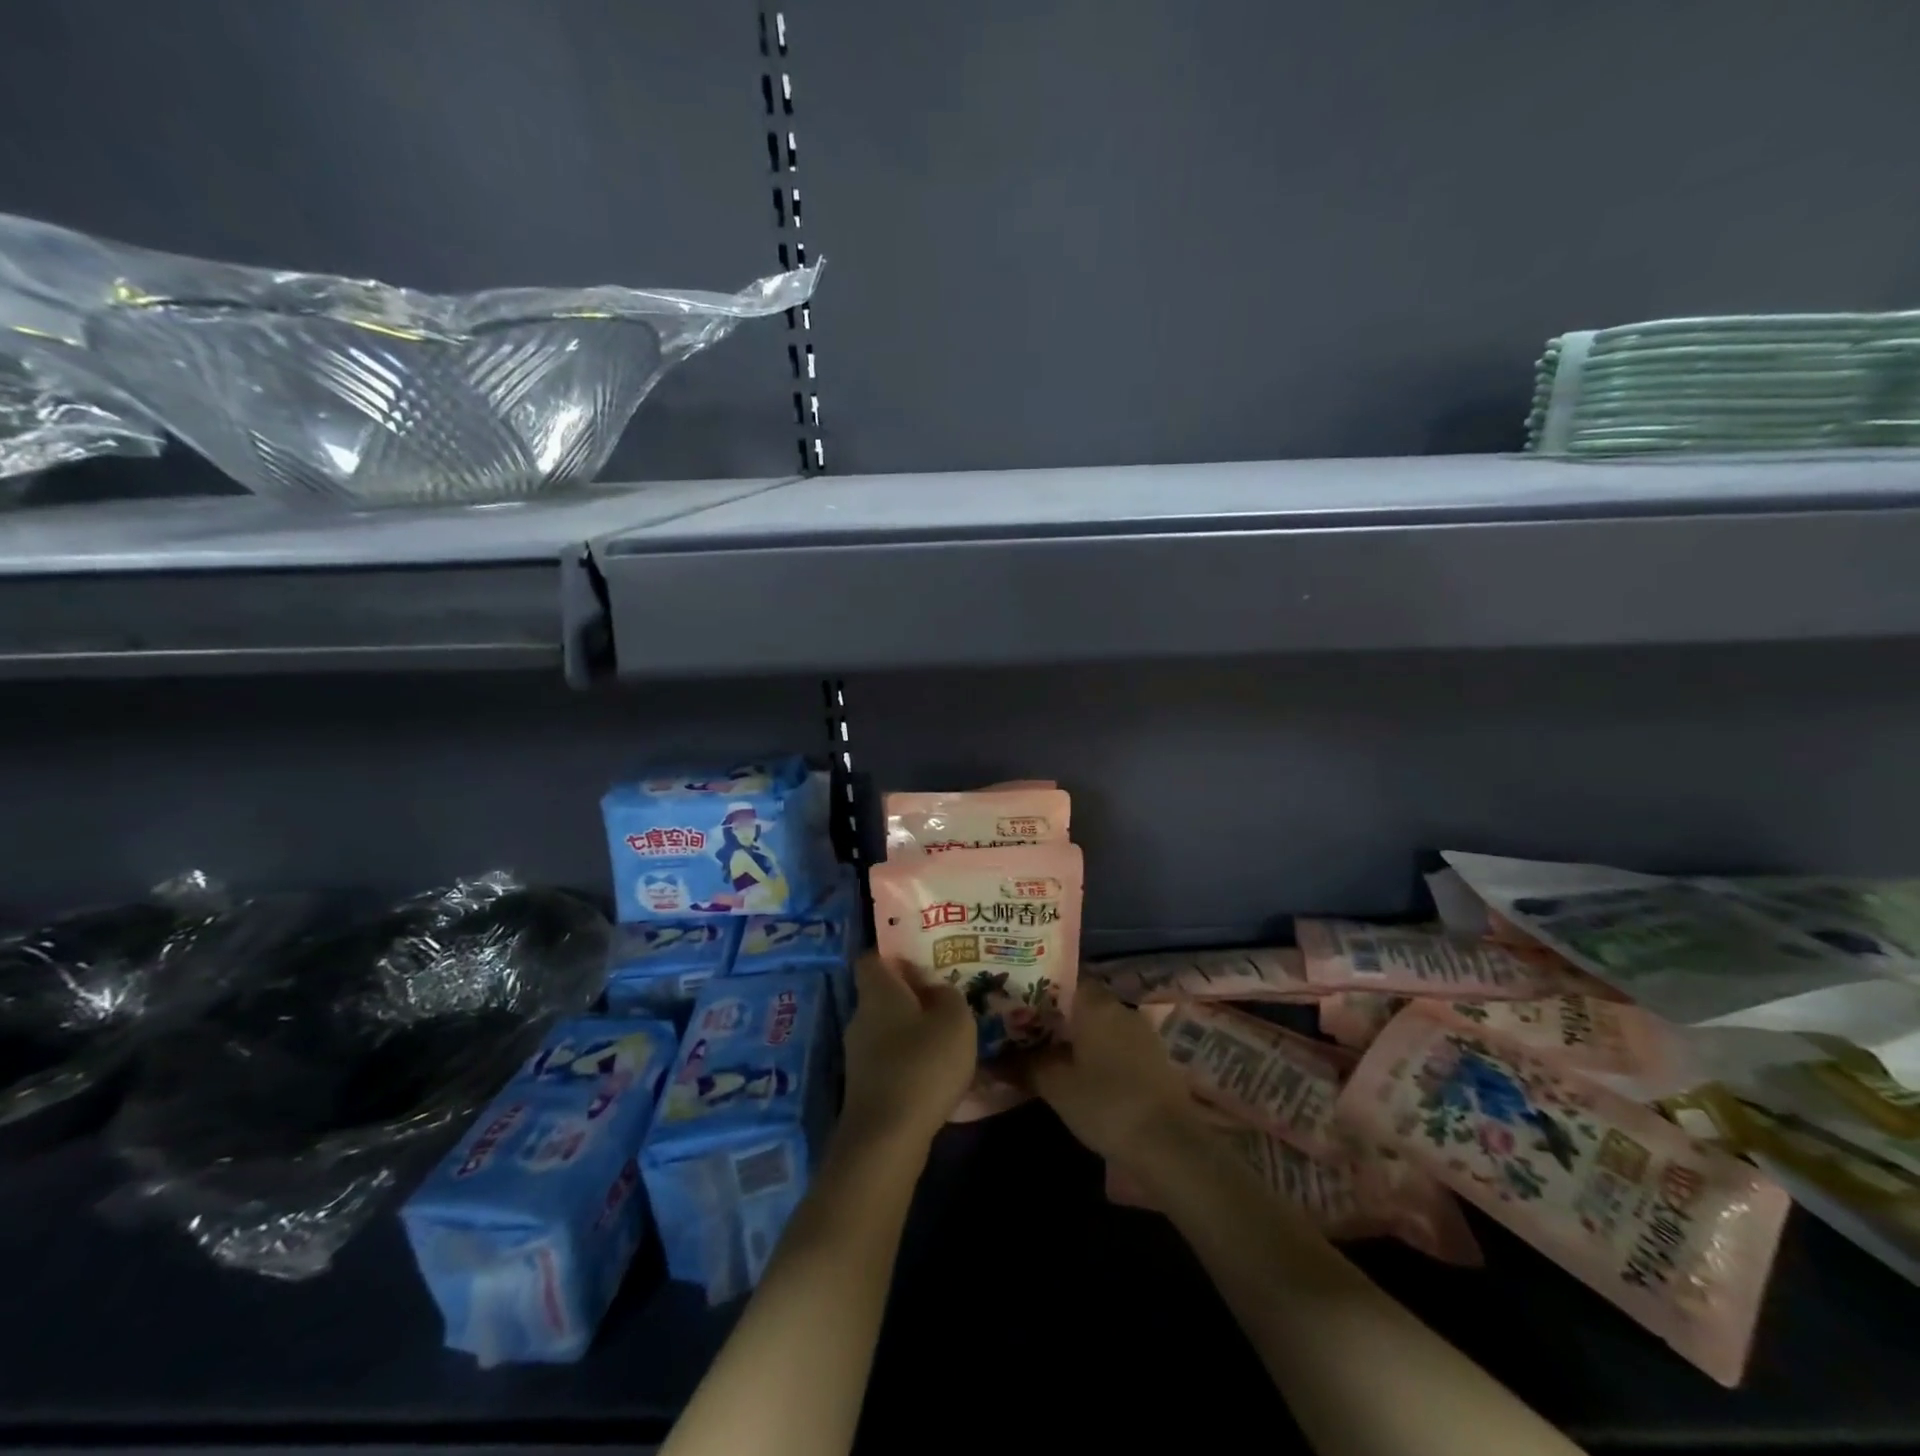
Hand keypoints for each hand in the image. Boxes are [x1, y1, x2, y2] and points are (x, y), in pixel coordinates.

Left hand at [839, 952, 977, 1150]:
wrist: (886, 1138)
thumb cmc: (923, 1064)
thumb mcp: (955, 1020)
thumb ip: (948, 996)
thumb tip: (935, 988)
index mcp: (878, 991)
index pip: (873, 958)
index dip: (894, 954)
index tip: (922, 957)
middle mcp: (861, 1016)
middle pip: (883, 994)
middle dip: (911, 995)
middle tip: (946, 997)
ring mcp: (858, 1054)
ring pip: (887, 1028)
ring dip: (913, 1030)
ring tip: (947, 1036)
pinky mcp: (864, 1086)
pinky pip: (889, 1059)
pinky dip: (909, 1060)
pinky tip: (935, 1073)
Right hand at [1025, 980, 1197, 1164]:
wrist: (1169, 1144)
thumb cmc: (1106, 1104)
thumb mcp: (1056, 1086)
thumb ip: (1026, 1066)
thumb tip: (995, 1058)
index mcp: (1095, 1004)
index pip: (1063, 980)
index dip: (1039, 990)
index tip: (1018, 1004)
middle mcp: (1119, 1008)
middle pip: (1082, 1002)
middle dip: (1057, 1016)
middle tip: (1028, 1031)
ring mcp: (1141, 1033)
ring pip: (1100, 1024)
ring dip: (1079, 1036)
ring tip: (1050, 1053)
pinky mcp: (1154, 1058)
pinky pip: (1117, 1044)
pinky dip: (1099, 1052)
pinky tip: (1083, 1073)